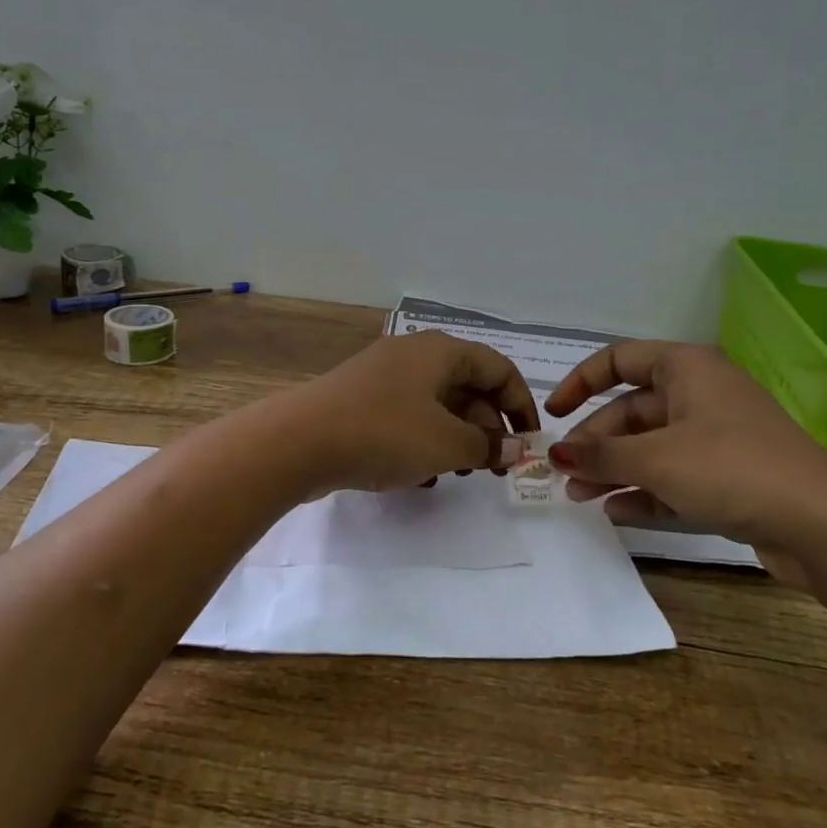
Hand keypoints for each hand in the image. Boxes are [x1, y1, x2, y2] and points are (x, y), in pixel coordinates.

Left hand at [284, 331, 539, 494]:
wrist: (298, 441)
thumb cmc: (384, 433)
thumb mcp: (446, 443)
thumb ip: (487, 446)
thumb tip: (515, 447)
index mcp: (440, 351)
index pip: (498, 368)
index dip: (521, 404)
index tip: (528, 443)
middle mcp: (413, 355)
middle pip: (467, 385)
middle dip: (486, 427)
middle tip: (493, 467)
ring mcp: (382, 376)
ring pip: (436, 404)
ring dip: (455, 438)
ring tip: (457, 473)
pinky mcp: (360, 401)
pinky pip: (406, 417)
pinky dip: (422, 441)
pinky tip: (419, 476)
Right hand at [543, 341, 826, 584]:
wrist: (824, 525)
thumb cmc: (731, 469)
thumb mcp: (655, 459)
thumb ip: (601, 455)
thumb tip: (557, 455)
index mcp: (686, 369)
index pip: (619, 360)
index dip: (580, 382)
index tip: (553, 415)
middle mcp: (700, 394)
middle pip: (632, 410)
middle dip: (595, 442)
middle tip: (565, 474)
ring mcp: (717, 437)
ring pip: (651, 446)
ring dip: (614, 470)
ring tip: (581, 498)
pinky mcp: (729, 476)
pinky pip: (674, 476)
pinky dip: (645, 491)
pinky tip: (617, 513)